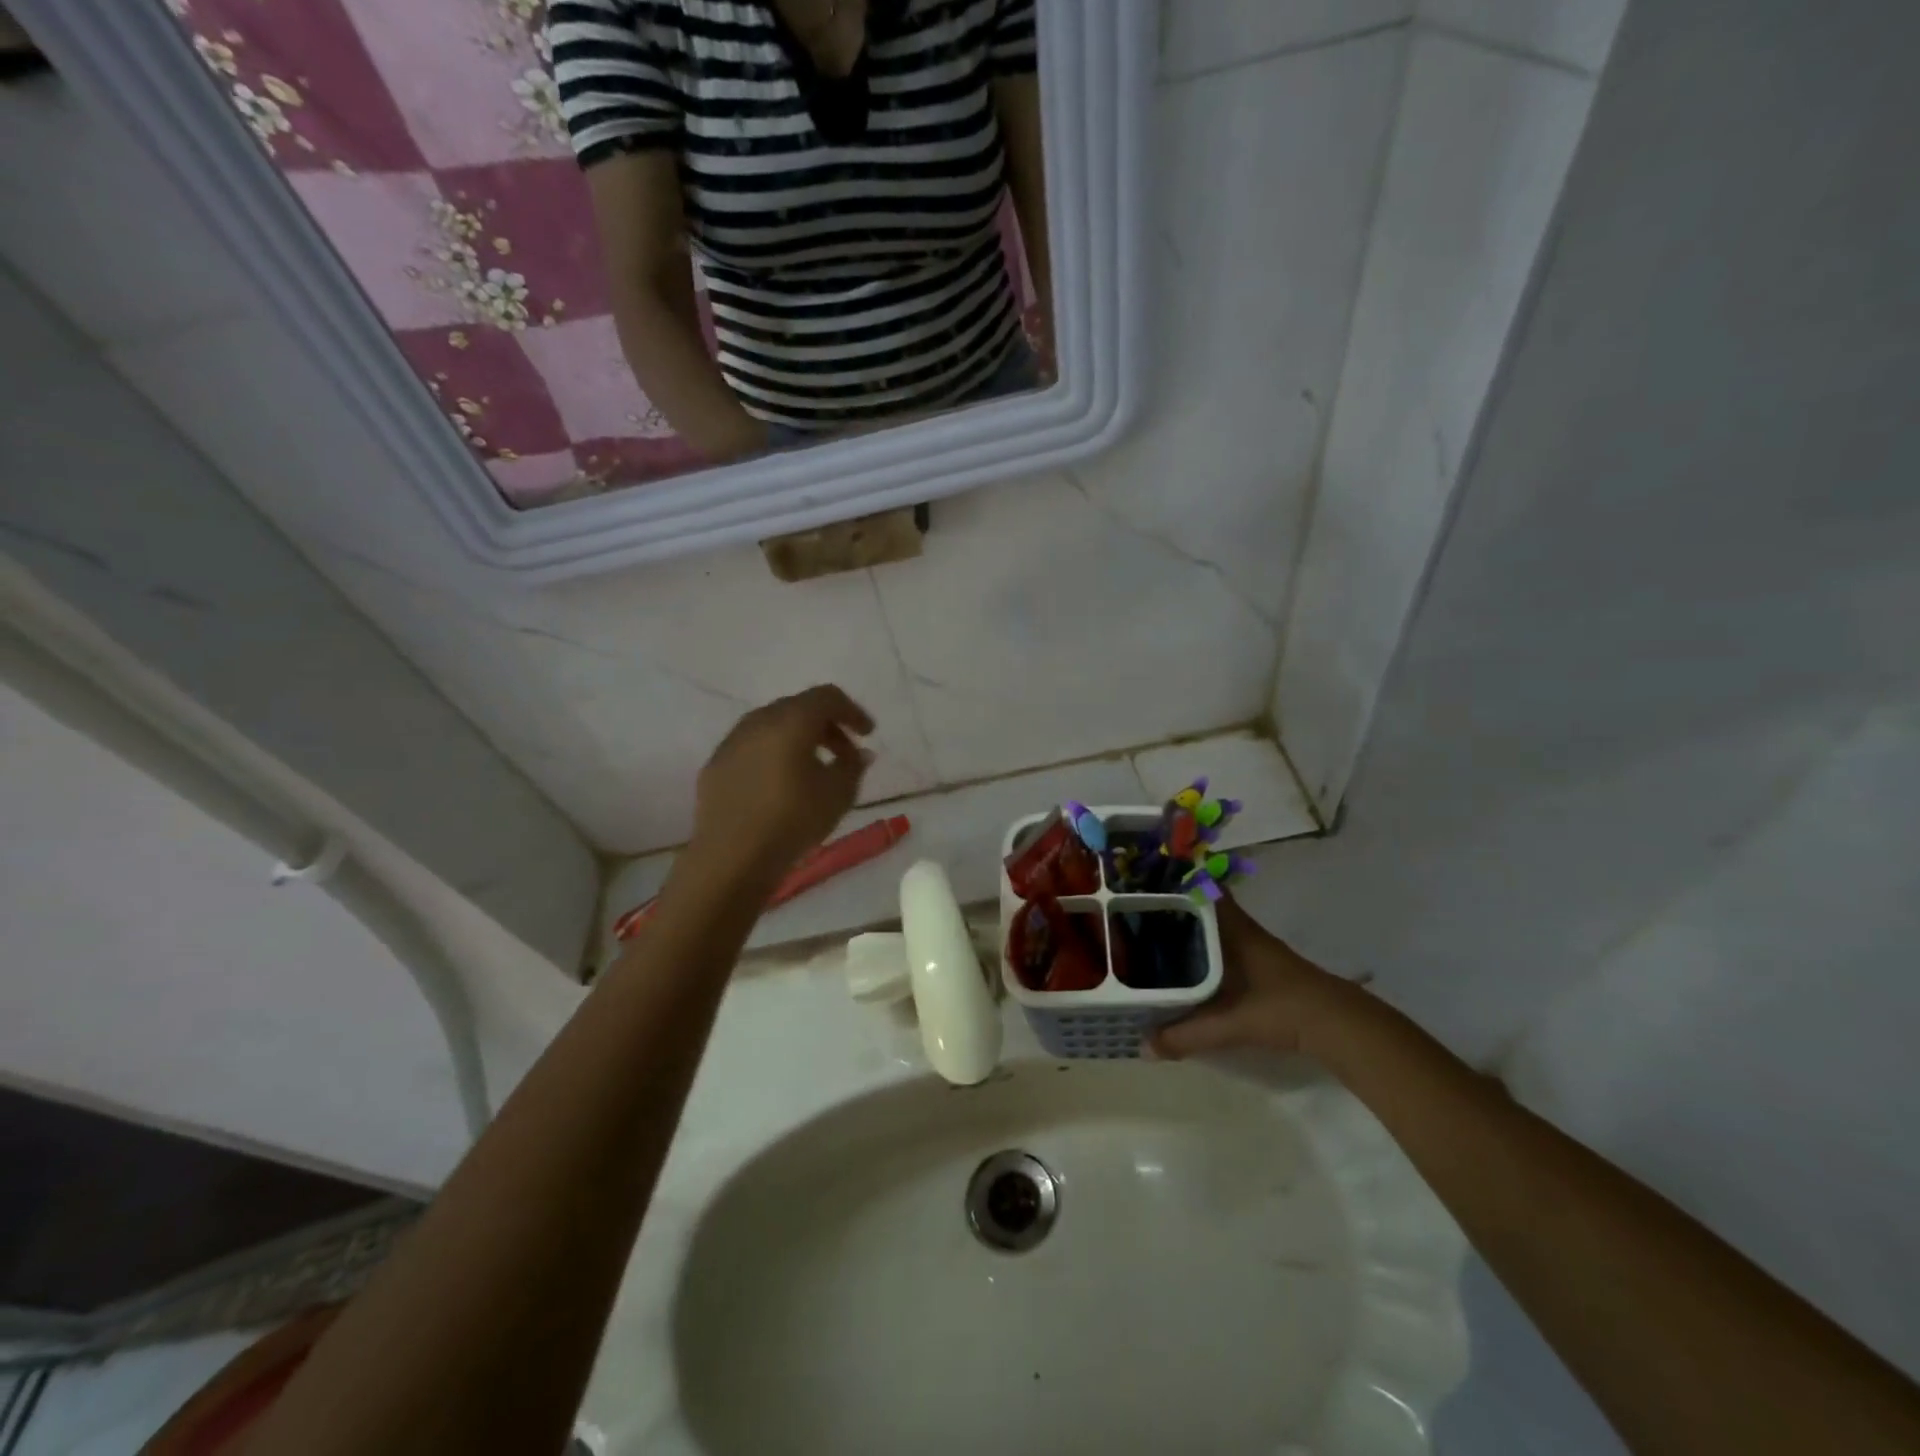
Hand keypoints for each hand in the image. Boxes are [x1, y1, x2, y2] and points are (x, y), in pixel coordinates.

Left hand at [683, 685, 874, 892]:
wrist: (730, 858)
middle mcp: (758, 721)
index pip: (827, 697)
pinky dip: (773, 754)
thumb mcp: (838, 795)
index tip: (868, 734)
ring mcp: (732, 742)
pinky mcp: (715, 765)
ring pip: (772, 726)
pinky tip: (780, 783)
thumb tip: (860, 754)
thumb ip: (854, 767)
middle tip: (845, 753)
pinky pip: (752, 747)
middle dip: (826, 725)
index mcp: (791, 721)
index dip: (852, 711)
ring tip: (813, 768)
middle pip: (799, 708)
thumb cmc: (792, 821)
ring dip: (798, 739)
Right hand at [1150, 897, 1367, 1058]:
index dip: (1180, 879)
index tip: (1149, 881)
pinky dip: (1208, 950)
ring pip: (1217, 928)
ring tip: (1157, 937)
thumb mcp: (1229, 1024)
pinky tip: (1193, 967)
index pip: (1206, 888)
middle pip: (1207, 907)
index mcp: (1235, 930)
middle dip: (1177, 907)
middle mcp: (1245, 931)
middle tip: (1141, 912)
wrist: (1340, 1026)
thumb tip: (1145, 1045)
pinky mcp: (1266, 968)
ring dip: (1193, 929)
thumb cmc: (1282, 1009)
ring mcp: (1258, 949)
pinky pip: (1227, 947)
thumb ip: (1186, 1035)